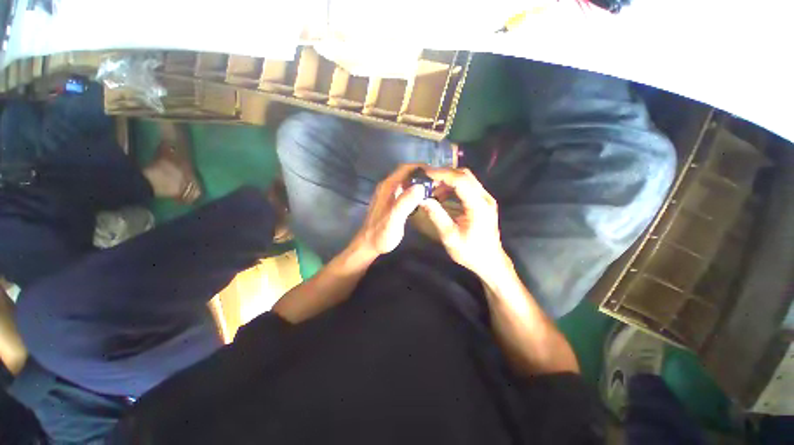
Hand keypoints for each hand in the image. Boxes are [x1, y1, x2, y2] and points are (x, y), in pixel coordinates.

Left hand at [352, 164, 428, 258]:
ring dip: (419, 182)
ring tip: (434, 187)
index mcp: (388, 187)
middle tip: (438, 180)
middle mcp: (387, 187)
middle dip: (422, 174)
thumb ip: (405, 202)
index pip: (404, 168)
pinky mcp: (391, 202)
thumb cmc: (381, 233)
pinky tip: (424, 198)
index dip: (420, 167)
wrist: (369, 244)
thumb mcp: (394, 218)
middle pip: (406, 173)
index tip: (436, 171)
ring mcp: (388, 195)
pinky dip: (415, 191)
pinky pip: (405, 191)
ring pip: (406, 182)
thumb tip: (421, 186)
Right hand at [418, 168, 510, 277]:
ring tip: (430, 189)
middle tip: (425, 181)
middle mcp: (485, 197)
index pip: (460, 180)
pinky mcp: (482, 201)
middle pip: (464, 175)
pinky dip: (451, 187)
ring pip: (465, 179)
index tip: (424, 174)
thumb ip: (436, 215)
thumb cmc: (470, 252)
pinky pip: (466, 187)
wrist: (489, 261)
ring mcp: (485, 198)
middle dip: (443, 175)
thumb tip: (421, 199)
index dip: (441, 174)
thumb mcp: (450, 236)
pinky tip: (440, 196)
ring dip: (447, 181)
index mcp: (479, 206)